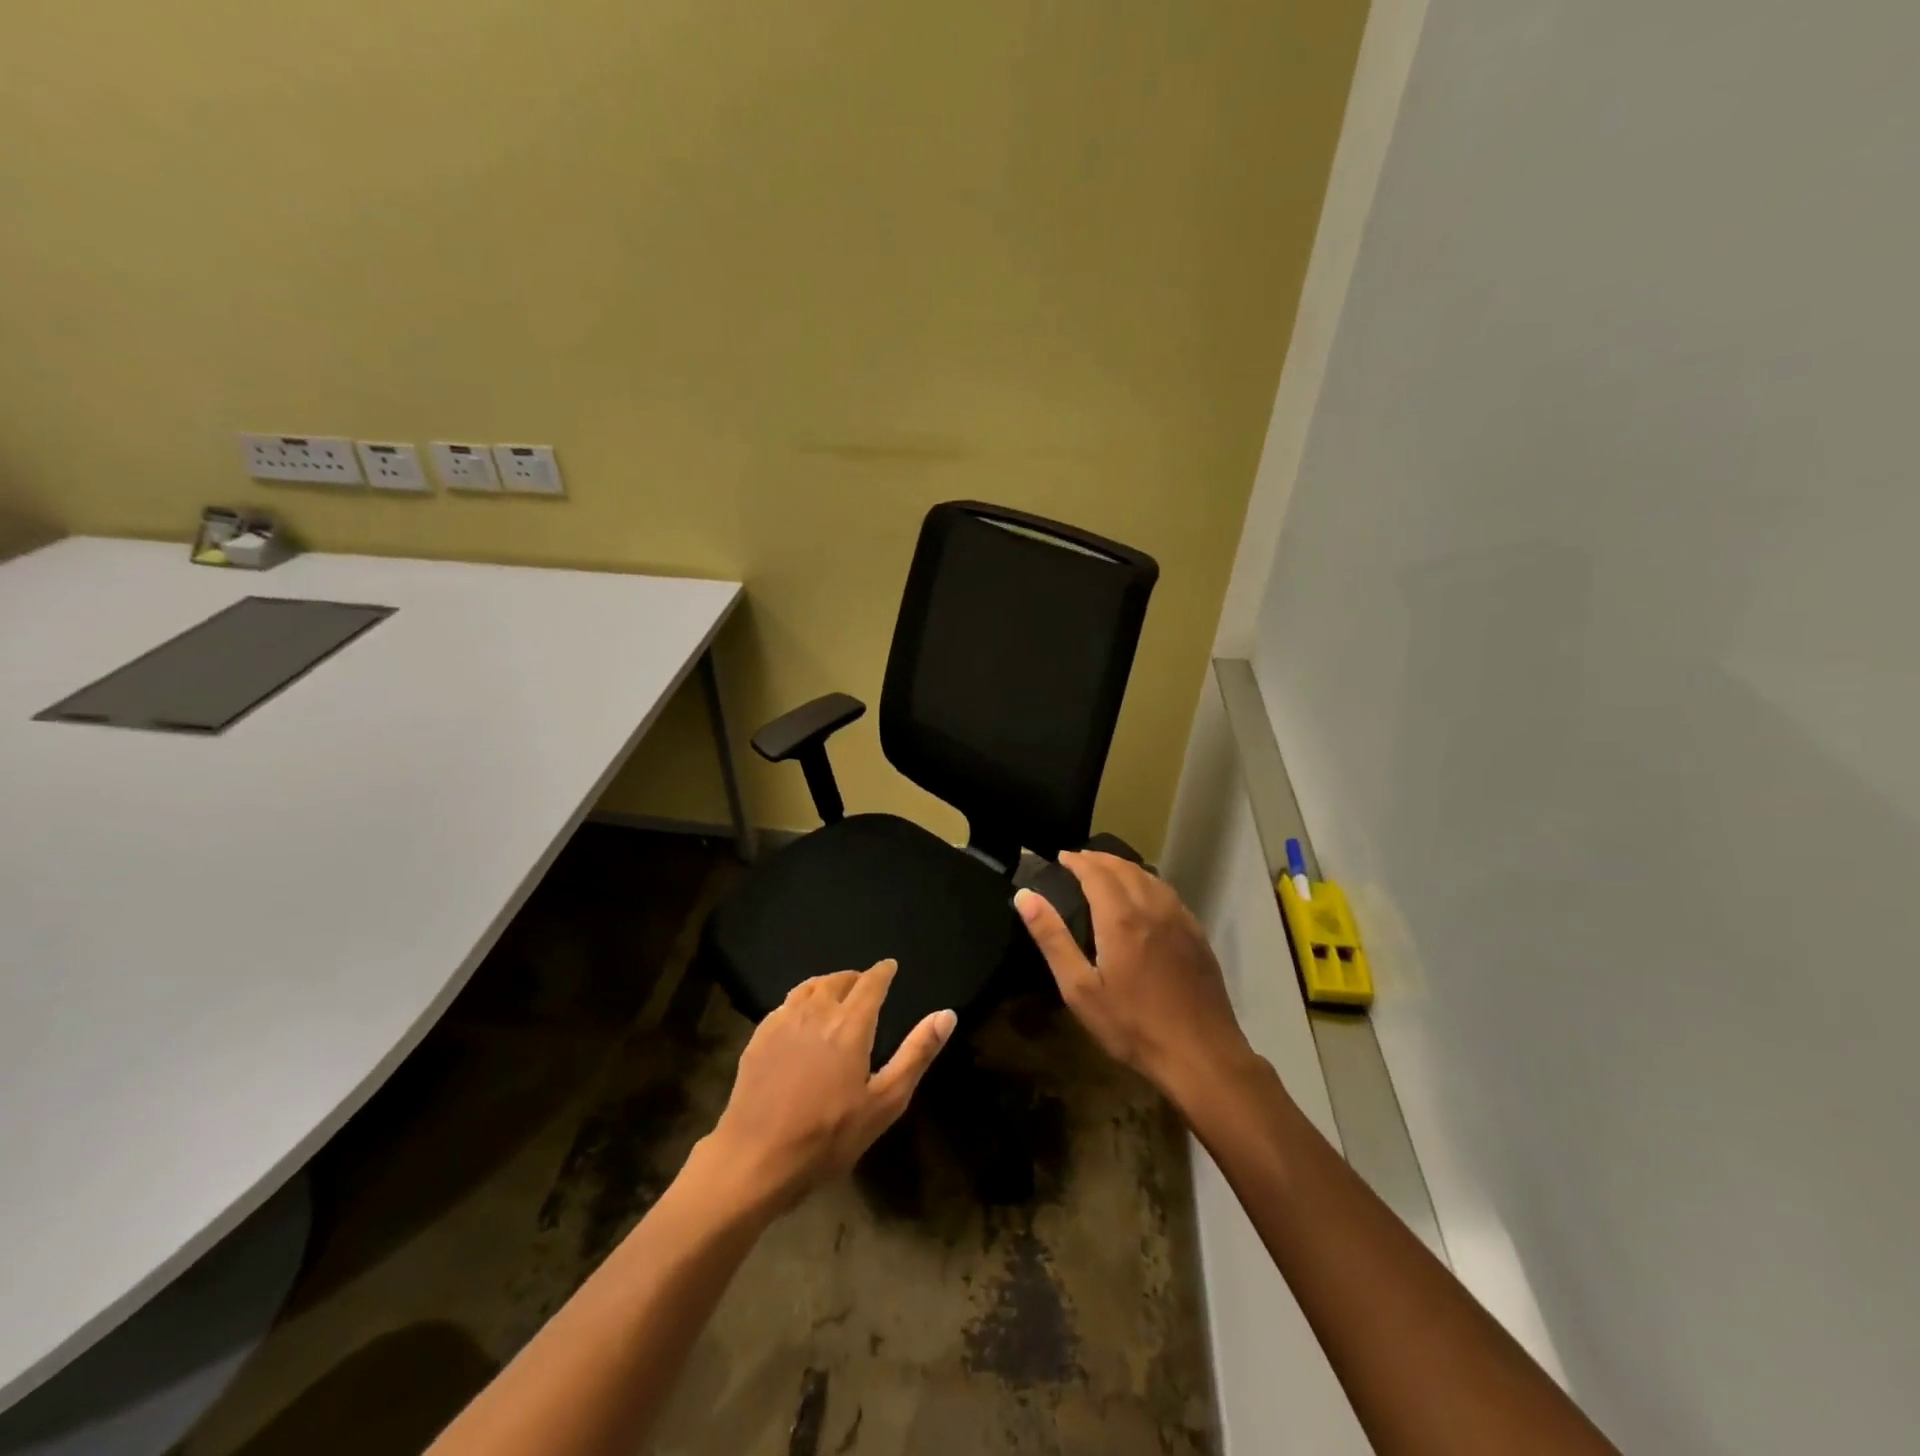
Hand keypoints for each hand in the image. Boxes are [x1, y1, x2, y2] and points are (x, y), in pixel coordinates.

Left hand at [702, 960, 954, 1212]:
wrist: (754, 1160)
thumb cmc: (827, 1137)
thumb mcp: (884, 1103)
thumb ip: (916, 1054)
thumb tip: (946, 1014)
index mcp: (850, 1024)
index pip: (870, 983)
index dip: (882, 971)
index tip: (890, 966)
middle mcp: (816, 1011)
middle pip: (838, 980)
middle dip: (855, 977)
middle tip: (865, 984)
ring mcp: (782, 1022)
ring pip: (809, 987)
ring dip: (826, 984)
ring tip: (835, 993)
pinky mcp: (758, 1037)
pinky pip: (785, 1004)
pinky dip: (801, 1000)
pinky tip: (800, 1017)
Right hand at [1016, 852, 1256, 1106]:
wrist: (1201, 1055)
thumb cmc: (1132, 1025)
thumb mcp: (1080, 989)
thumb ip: (1052, 938)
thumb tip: (1026, 895)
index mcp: (1121, 918)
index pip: (1096, 872)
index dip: (1077, 861)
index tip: (1060, 857)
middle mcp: (1152, 907)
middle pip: (1124, 868)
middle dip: (1099, 859)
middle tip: (1078, 861)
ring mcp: (1180, 919)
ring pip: (1149, 877)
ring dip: (1124, 867)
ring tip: (1106, 872)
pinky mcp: (1197, 935)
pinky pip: (1168, 893)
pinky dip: (1148, 883)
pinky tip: (1143, 897)